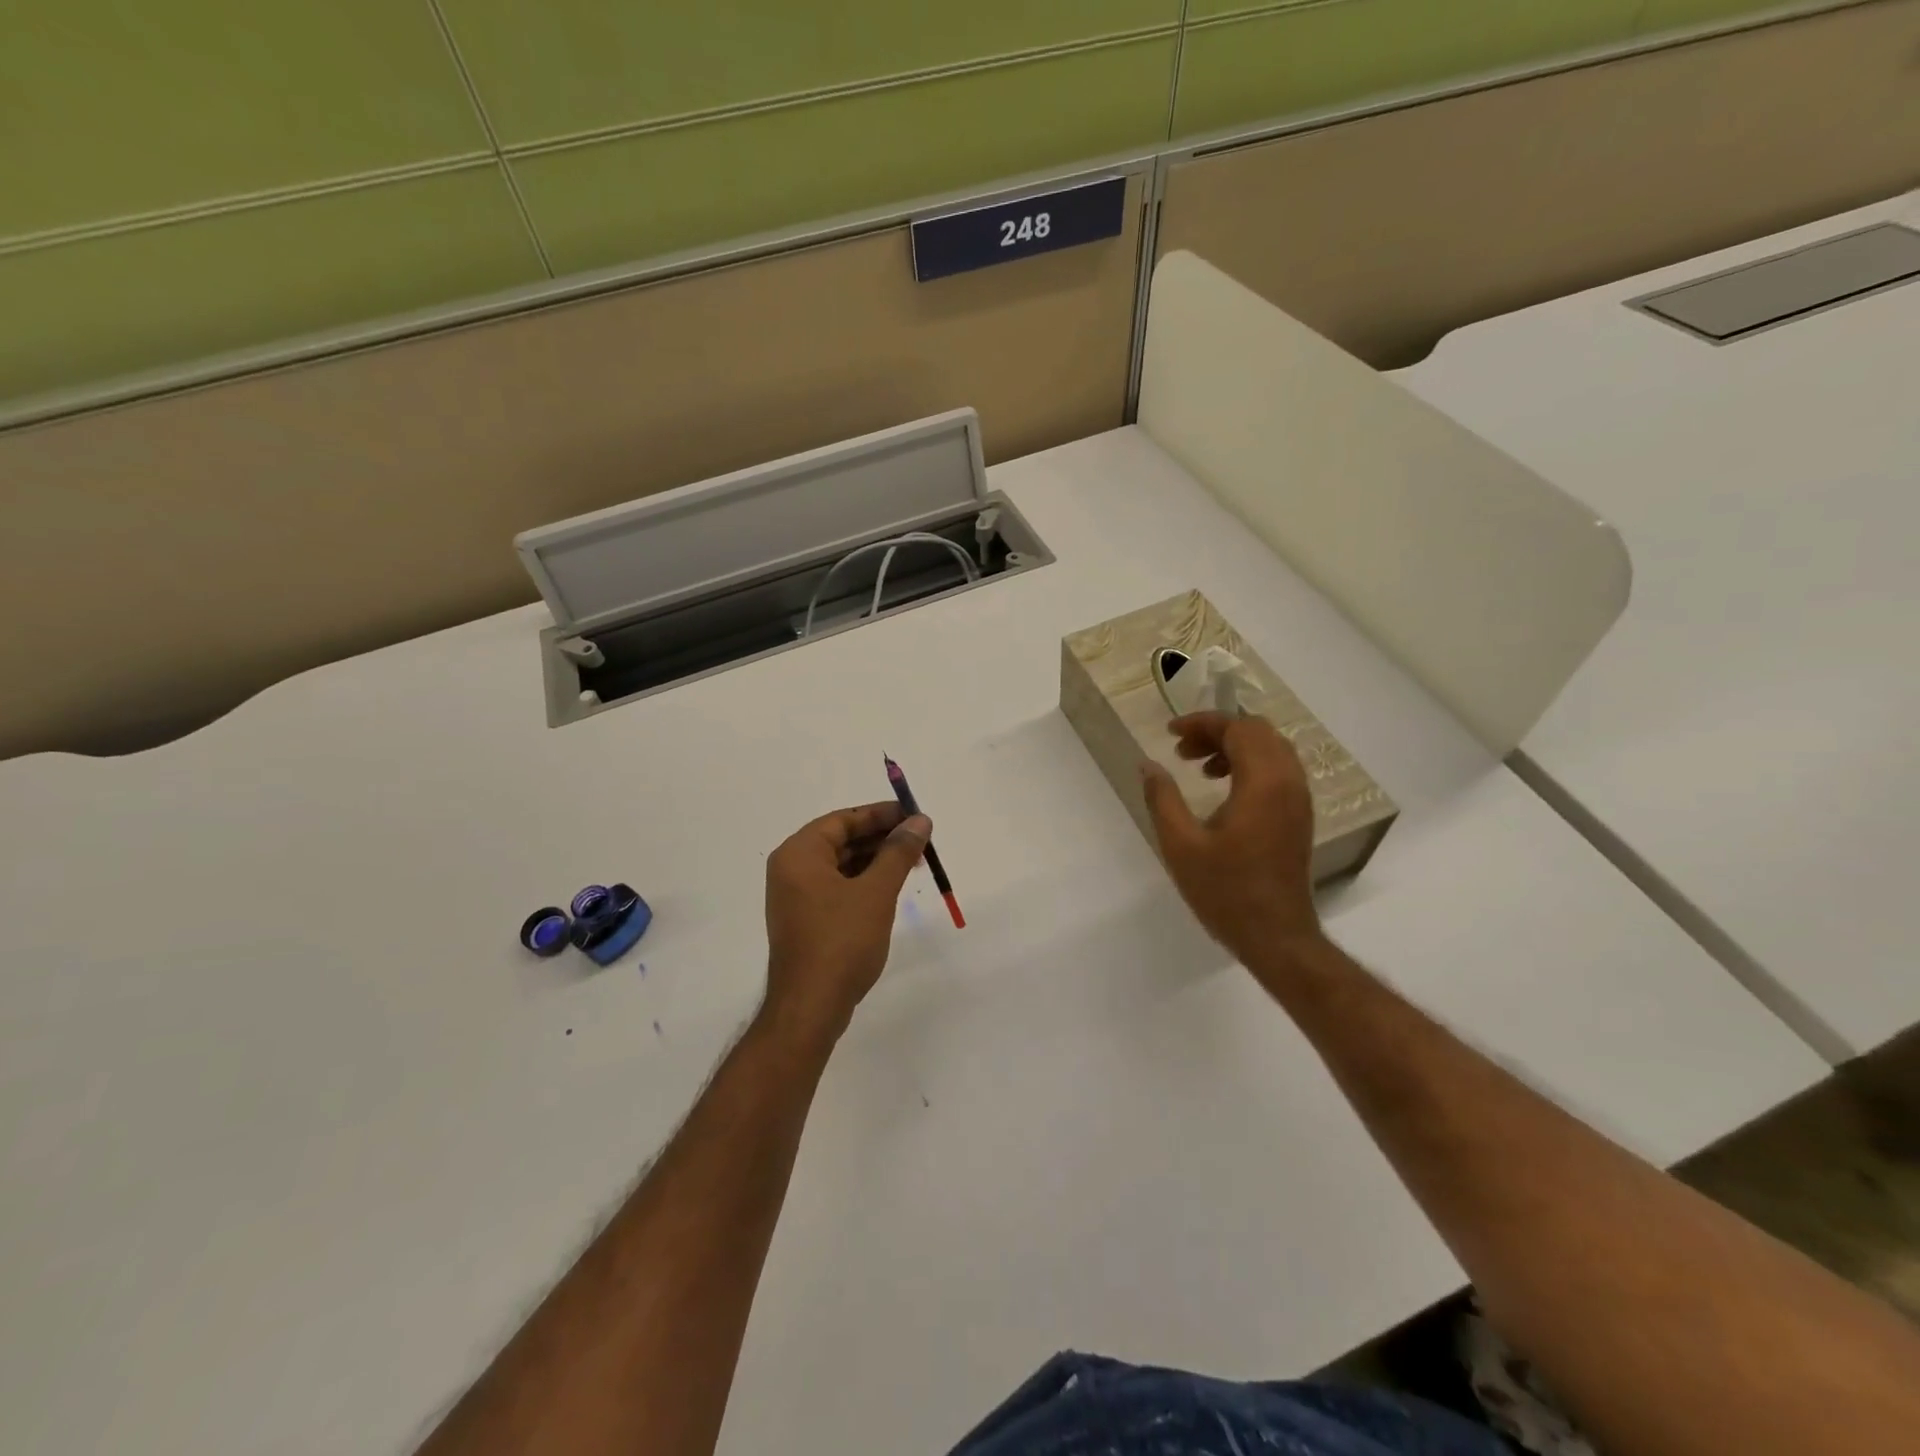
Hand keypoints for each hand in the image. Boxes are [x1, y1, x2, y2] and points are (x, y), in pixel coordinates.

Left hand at [761, 802, 931, 1047]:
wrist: (811, 1007)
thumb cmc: (842, 941)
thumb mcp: (876, 891)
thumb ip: (898, 852)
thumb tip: (920, 821)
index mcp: (799, 854)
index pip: (844, 820)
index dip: (881, 814)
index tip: (915, 816)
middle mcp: (792, 869)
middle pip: (842, 840)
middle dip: (882, 838)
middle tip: (921, 840)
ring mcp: (796, 897)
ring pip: (842, 865)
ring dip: (876, 861)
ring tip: (914, 863)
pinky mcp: (806, 919)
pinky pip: (838, 887)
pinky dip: (864, 882)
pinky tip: (892, 888)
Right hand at [1141, 712, 1320, 965]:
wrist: (1276, 936)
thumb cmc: (1226, 892)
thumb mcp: (1180, 845)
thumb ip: (1162, 798)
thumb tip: (1148, 765)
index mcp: (1263, 783)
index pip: (1238, 728)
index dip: (1202, 723)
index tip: (1170, 734)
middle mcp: (1289, 782)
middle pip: (1258, 731)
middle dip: (1218, 731)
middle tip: (1182, 750)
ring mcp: (1299, 799)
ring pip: (1271, 749)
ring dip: (1234, 747)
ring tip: (1199, 768)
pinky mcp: (1299, 816)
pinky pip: (1278, 769)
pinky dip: (1250, 764)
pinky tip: (1222, 788)